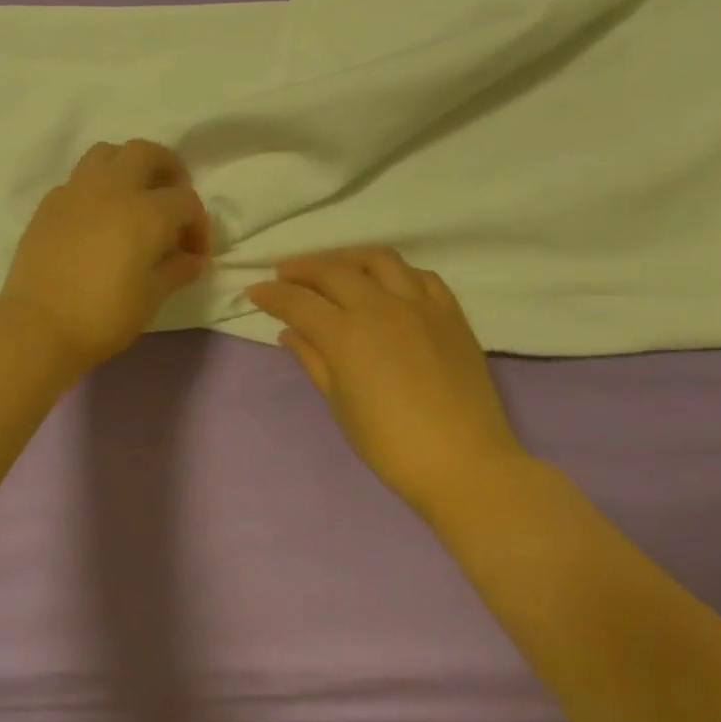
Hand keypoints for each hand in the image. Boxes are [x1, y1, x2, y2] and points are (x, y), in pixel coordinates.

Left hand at [0, 139, 210, 373]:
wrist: (38, 326)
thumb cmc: (103, 316)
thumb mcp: (151, 298)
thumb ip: (177, 271)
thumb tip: (193, 259)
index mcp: (146, 211)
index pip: (185, 201)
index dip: (198, 225)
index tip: (194, 254)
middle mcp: (112, 189)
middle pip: (146, 153)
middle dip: (168, 169)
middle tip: (172, 198)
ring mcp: (76, 191)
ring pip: (107, 153)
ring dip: (128, 166)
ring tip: (134, 196)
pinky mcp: (49, 204)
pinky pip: (78, 179)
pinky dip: (96, 187)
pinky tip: (97, 218)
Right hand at [248, 248, 528, 501]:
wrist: (465, 463)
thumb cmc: (390, 444)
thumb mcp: (339, 403)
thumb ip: (312, 360)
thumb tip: (289, 332)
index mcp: (346, 334)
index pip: (297, 301)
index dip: (271, 294)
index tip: (255, 292)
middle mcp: (380, 307)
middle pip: (333, 270)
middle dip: (302, 268)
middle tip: (284, 275)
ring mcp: (419, 305)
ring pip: (378, 259)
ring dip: (347, 258)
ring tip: (334, 268)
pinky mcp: (450, 313)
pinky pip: (420, 276)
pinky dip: (395, 273)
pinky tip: (386, 284)